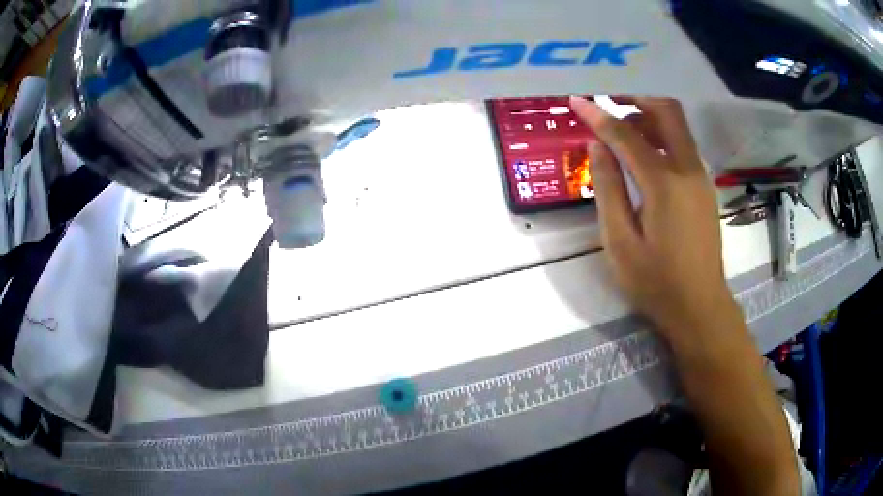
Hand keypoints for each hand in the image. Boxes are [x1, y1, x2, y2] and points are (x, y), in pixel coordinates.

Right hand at [569, 96, 739, 347]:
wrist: (700, 306)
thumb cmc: (656, 282)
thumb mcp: (620, 241)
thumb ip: (608, 189)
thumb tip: (597, 146)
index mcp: (664, 183)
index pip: (627, 134)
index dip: (599, 115)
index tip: (576, 100)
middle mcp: (688, 170)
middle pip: (666, 111)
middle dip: (636, 98)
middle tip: (609, 102)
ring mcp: (701, 177)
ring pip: (678, 126)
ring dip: (649, 116)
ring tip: (621, 132)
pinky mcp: (705, 188)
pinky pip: (683, 146)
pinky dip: (662, 137)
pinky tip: (644, 155)